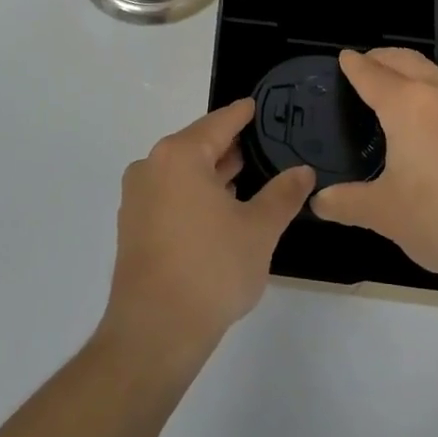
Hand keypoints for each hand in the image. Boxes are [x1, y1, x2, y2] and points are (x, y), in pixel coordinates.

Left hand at [99, 100, 314, 369]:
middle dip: (230, 147)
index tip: (258, 105)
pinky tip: (221, 209)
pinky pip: (170, 194)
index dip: (243, 114)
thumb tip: (304, 171)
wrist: (155, 331)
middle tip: (264, 145)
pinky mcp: (133, 225)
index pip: (219, 123)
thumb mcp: (259, 229)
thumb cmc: (211, 269)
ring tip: (248, 177)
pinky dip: (195, 194)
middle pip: (198, 145)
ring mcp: (137, 197)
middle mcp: (151, 166)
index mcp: (179, 155)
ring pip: (183, 172)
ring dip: (213, 174)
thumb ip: (283, 194)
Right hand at [312, 49, 437, 288]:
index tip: (343, 58)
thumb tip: (319, 202)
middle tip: (364, 64)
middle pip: (404, 60)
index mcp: (406, 106)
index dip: (353, 65)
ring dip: (410, 71)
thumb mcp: (386, 214)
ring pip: (433, 73)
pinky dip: (434, 91)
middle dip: (381, 57)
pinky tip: (433, 121)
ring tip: (395, 90)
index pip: (371, 73)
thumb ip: (347, 203)